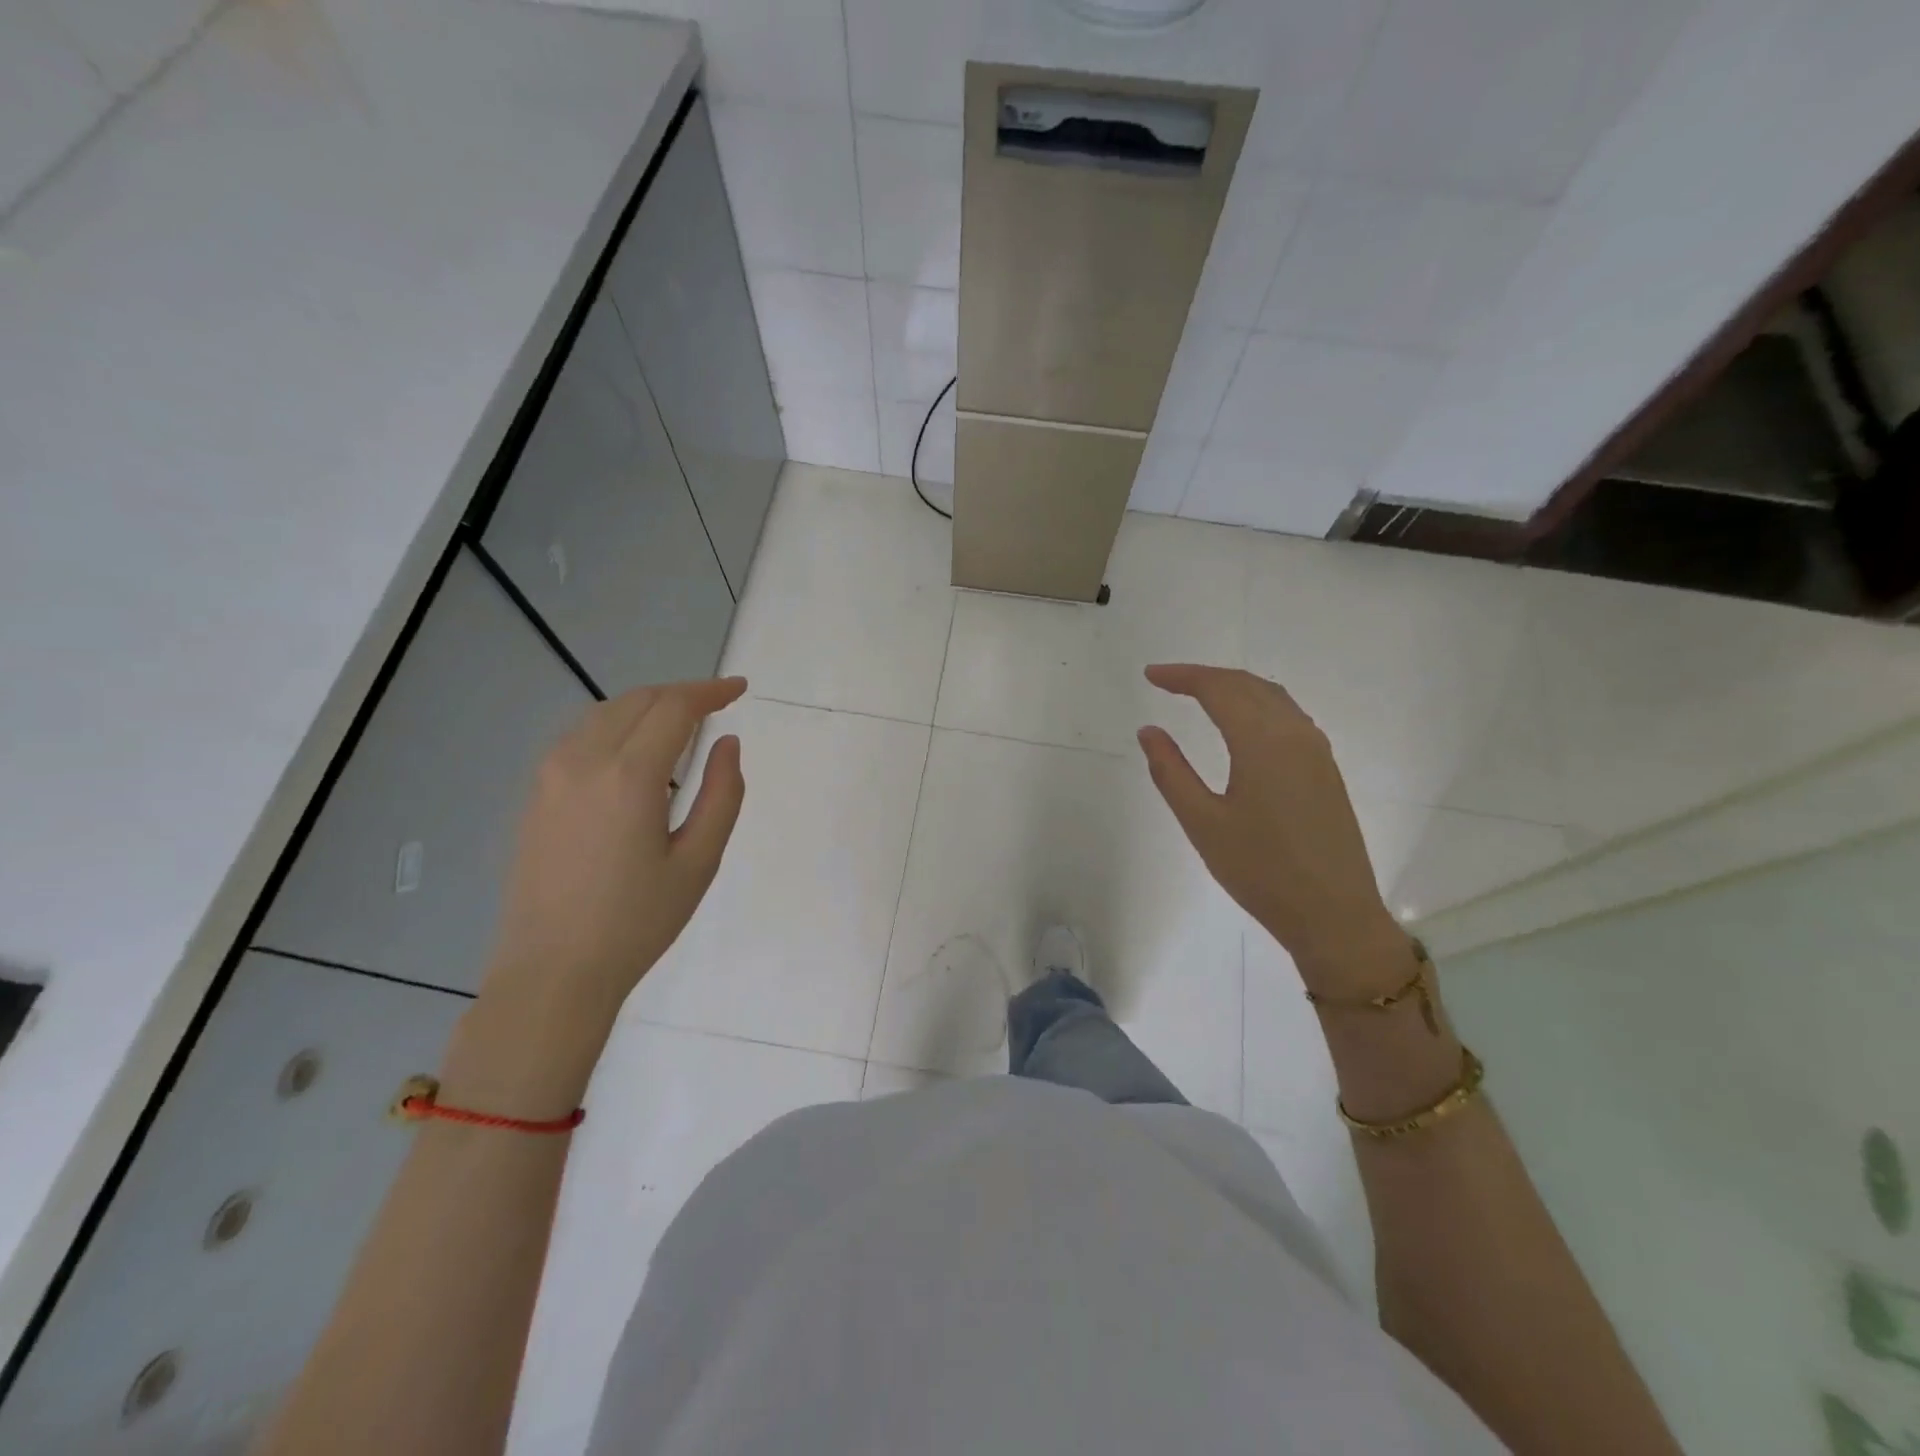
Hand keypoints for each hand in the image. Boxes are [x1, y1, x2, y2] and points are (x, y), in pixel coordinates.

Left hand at [482, 677, 747, 1022]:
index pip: (673, 707)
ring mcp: (550, 775)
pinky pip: (581, 736)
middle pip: (637, 700)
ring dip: (647, 707)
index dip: (710, 692)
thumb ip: (722, 794)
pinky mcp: (535, 793)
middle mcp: (582, 760)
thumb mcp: (699, 860)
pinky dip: (617, 726)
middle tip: (716, 707)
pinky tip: (637, 754)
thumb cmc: (637, 921)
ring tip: (681, 726)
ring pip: (605, 713)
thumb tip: (728, 743)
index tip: (739, 689)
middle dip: (680, 694)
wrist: (553, 971)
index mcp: (628, 775)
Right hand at [1138, 664, 1403, 989]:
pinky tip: (1242, 723)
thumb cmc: (1261, 871)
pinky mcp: (1326, 770)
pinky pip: (1288, 717)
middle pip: (1248, 685)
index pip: (1219, 689)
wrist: (1334, 915)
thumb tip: (1149, 731)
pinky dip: (1257, 705)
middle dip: (1205, 677)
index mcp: (1263, 742)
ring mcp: (1317, 751)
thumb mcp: (1203, 823)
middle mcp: (1295, 734)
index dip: (1182, 676)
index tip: (1150, 675)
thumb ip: (1171, 772)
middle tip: (1167, 681)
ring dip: (1234, 687)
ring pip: (1273, 697)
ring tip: (1199, 694)